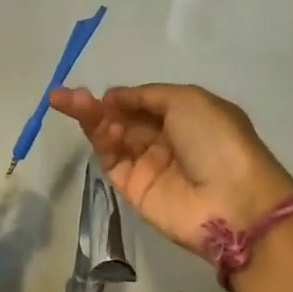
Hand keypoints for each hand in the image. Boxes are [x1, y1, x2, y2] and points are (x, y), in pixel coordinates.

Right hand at [49, 83, 292, 250]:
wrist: (229, 200)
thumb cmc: (217, 141)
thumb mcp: (188, 100)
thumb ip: (147, 96)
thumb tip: (113, 97)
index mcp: (186, 116)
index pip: (144, 103)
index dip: (122, 96)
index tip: (101, 91)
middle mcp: (165, 139)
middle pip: (123, 119)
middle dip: (96, 106)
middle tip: (63, 97)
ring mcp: (148, 165)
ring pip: (113, 137)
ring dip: (92, 119)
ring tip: (67, 103)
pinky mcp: (132, 188)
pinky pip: (112, 160)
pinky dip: (102, 142)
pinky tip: (97, 127)